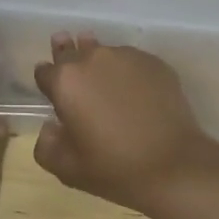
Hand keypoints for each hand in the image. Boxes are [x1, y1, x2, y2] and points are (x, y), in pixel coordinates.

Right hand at [32, 34, 216, 214]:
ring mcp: (126, 57)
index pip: (44, 71)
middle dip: (67, 55)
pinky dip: (127, 72)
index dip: (46, 81)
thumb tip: (51, 126)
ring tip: (106, 81)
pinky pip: (131, 61)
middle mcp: (93, 59)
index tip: (52, 91)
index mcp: (66, 81)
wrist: (173, 166)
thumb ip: (46, 144)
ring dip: (99, 63)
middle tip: (71, 65)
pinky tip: (136, 93)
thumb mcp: (66, 168)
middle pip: (72, 50)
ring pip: (103, 52)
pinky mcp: (154, 62)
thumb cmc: (113, 168)